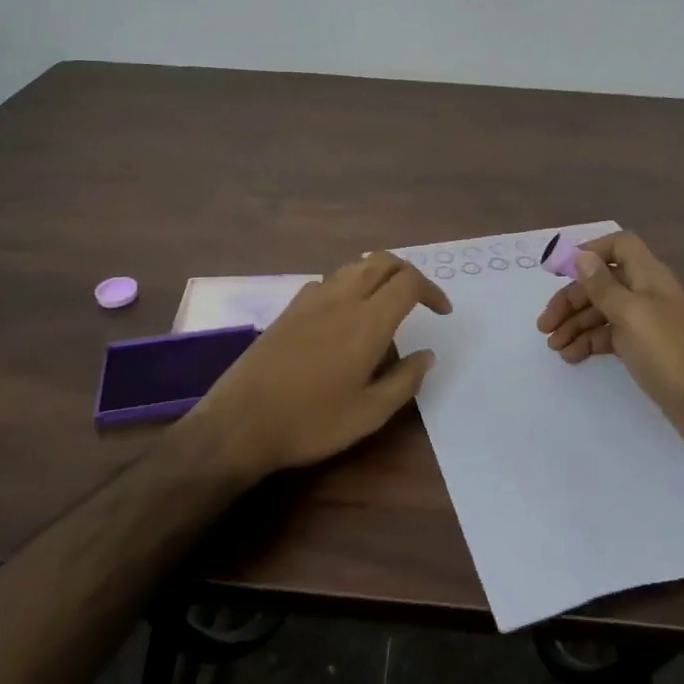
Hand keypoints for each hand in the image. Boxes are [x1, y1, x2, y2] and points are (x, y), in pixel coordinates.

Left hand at [184, 252, 450, 479]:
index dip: (432, 291)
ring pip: (353, 267)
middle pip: (382, 262)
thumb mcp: (369, 413)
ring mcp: (311, 300)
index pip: (408, 282)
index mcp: (367, 321)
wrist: (240, 422)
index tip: (442, 313)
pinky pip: (328, 281)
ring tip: (387, 303)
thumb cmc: (311, 422)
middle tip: (420, 300)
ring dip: (378, 275)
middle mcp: (341, 299)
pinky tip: (345, 315)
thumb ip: (404, 381)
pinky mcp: (289, 309)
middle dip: (408, 273)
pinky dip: (349, 285)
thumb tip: (426, 354)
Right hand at [536, 231, 683, 461]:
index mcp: (649, 277)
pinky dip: (588, 342)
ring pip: (602, 311)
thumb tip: (582, 256)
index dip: (590, 252)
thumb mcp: (632, 315)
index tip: (558, 272)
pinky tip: (571, 357)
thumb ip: (604, 286)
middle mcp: (647, 294)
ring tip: (553, 346)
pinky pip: (609, 336)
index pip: (619, 247)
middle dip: (571, 299)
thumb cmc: (670, 355)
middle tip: (545, 325)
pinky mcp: (644, 350)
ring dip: (575, 323)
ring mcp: (646, 323)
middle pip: (602, 282)